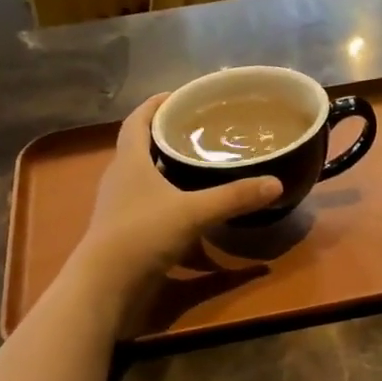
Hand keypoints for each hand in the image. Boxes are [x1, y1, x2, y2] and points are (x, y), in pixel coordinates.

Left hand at [71, 94, 280, 300]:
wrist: (106, 284)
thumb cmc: (143, 234)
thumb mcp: (194, 212)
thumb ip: (234, 197)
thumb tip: (275, 183)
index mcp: (129, 160)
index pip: (138, 120)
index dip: (156, 104)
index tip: (180, 95)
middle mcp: (120, 179)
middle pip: (141, 147)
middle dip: (167, 136)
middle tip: (200, 130)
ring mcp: (120, 207)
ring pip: (145, 179)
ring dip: (168, 170)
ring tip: (200, 166)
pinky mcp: (125, 233)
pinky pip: (150, 207)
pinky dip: (170, 203)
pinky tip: (192, 212)